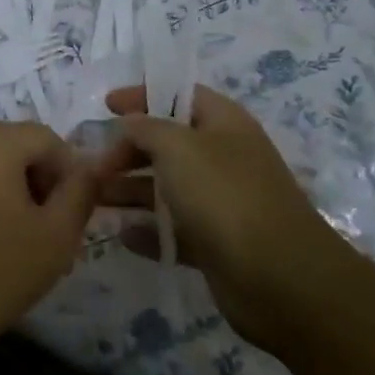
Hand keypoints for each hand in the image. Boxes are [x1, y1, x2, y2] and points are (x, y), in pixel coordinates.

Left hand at [0, 121, 97, 354]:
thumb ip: (80, 192)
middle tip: (51, 222)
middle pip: (15, 142)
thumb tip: (91, 167)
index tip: (73, 211)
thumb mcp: (56, 235)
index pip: (45, 136)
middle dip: (40, 175)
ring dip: (14, 184)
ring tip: (23, 233)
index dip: (68, 169)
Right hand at [99, 84, 352, 350]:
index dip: (142, 95)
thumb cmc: (225, 196)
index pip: (179, 95)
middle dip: (127, 150)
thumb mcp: (177, 147)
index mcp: (223, 124)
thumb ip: (145, 128)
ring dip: (129, 191)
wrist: (281, 279)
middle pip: (167, 144)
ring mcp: (221, 202)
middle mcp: (223, 158)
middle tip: (93, 166)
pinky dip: (148, 230)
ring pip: (166, 188)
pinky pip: (174, 229)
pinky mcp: (216, 243)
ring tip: (94, 199)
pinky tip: (122, 235)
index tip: (106, 105)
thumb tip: (129, 124)